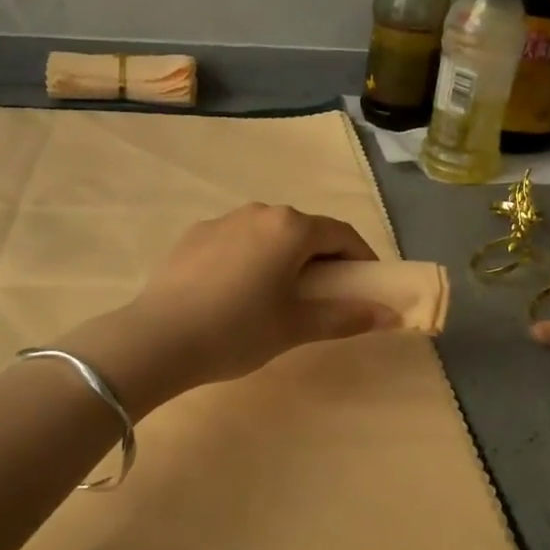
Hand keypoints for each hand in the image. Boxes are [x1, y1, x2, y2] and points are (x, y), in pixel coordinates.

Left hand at [70, 205, 400, 410]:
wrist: (158, 337)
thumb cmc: (238, 330)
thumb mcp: (296, 327)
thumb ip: (346, 316)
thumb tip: (390, 314)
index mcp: (290, 228)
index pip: (341, 234)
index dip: (361, 258)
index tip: (367, 284)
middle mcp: (259, 212)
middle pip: (304, 230)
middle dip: (322, 257)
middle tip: (325, 294)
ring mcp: (223, 219)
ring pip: (268, 232)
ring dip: (285, 255)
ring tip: (280, 293)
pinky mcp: (194, 234)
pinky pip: (237, 239)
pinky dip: (251, 257)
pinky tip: (238, 291)